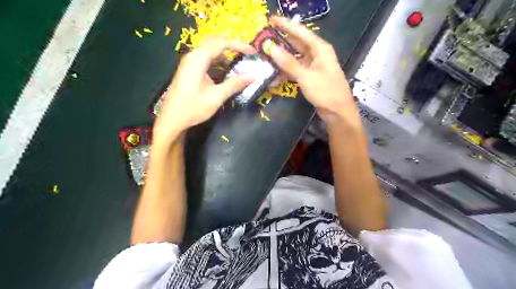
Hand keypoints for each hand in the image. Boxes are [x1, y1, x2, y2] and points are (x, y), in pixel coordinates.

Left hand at [155, 37, 255, 144]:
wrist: (172, 119)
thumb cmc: (193, 108)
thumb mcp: (216, 97)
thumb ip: (234, 84)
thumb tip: (251, 77)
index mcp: (198, 60)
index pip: (221, 43)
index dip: (239, 45)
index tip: (253, 52)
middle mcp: (193, 56)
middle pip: (214, 42)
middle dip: (232, 45)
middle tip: (247, 52)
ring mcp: (190, 63)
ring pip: (210, 50)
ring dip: (225, 53)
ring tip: (239, 61)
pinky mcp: (190, 70)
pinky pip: (206, 59)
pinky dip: (218, 61)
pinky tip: (226, 71)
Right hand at [268, 17, 357, 122]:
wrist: (338, 112)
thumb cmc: (326, 91)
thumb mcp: (306, 76)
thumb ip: (289, 63)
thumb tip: (272, 49)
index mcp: (320, 49)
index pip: (300, 32)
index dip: (286, 25)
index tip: (271, 20)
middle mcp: (316, 54)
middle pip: (296, 44)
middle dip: (281, 41)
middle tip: (264, 39)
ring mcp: (313, 66)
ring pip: (294, 58)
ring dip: (281, 60)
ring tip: (265, 58)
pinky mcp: (310, 77)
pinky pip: (295, 71)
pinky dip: (286, 73)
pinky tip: (274, 77)